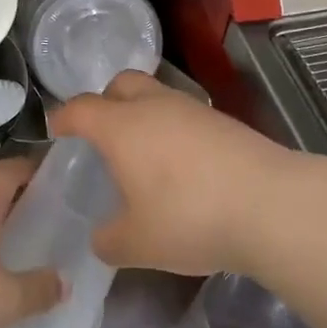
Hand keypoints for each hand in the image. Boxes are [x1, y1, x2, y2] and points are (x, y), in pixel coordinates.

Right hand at [50, 71, 316, 277]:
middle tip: (102, 133)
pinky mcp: (225, 121)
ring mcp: (193, 109)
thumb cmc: (189, 218)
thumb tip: (102, 237)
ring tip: (144, 153)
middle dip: (105, 101)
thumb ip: (109, 240)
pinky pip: (185, 115)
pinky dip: (174, 130)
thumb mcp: (136, 244)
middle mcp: (154, 106)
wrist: (270, 205)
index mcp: (121, 127)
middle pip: (121, 84)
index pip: (80, 108)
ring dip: (143, 114)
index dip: (63, 117)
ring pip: (157, 95)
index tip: (56, 130)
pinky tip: (182, 165)